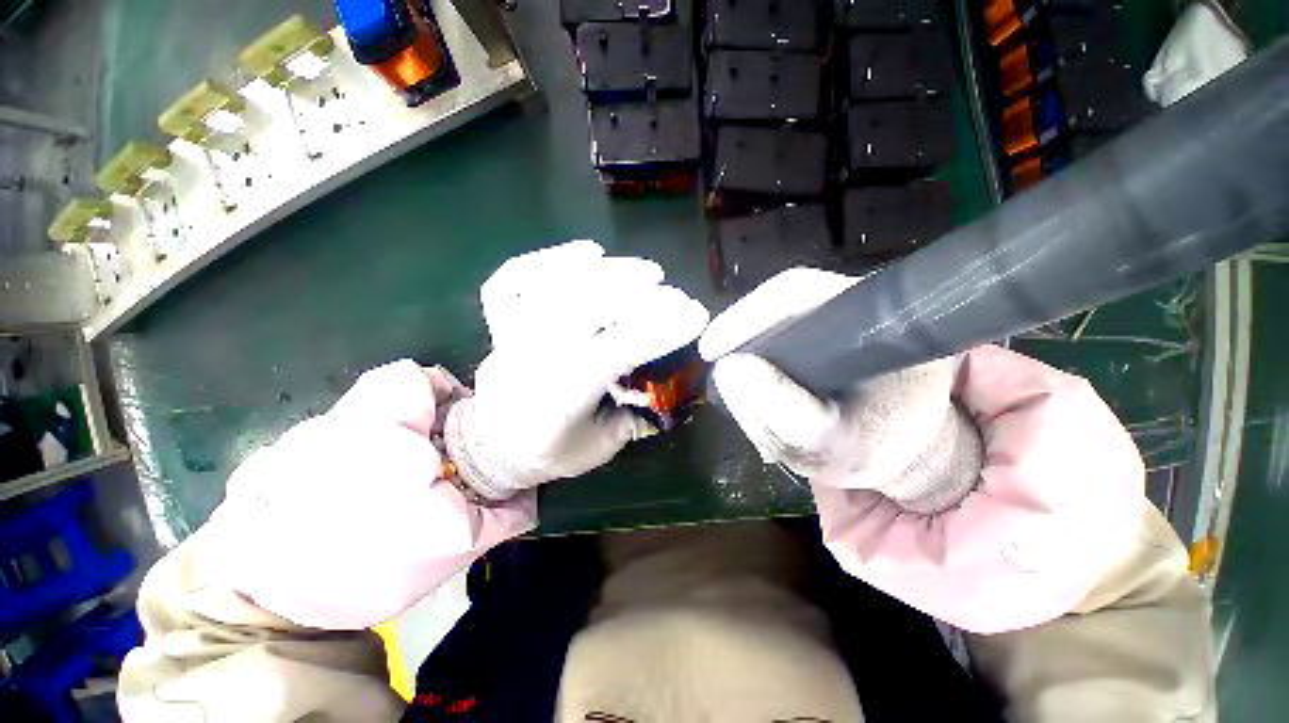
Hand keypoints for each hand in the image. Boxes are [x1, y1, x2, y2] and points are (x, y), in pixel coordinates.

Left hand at [207, 360, 533, 629]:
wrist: (279, 616)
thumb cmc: (376, 575)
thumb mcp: (457, 549)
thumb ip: (504, 513)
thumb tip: (534, 490)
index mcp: (386, 445)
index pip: (411, 379)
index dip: (438, 389)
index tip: (451, 418)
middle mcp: (334, 432)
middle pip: (383, 394)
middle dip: (411, 418)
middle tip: (423, 457)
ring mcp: (291, 443)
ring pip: (350, 415)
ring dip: (374, 436)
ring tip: (380, 479)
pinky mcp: (265, 459)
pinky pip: (315, 435)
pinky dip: (336, 450)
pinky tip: (340, 487)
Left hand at [446, 241, 708, 499]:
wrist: (491, 447)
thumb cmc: (547, 453)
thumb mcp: (598, 449)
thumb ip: (631, 419)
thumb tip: (663, 385)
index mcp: (560, 397)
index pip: (617, 351)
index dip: (660, 330)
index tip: (696, 316)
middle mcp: (533, 358)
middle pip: (586, 308)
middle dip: (637, 293)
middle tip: (672, 291)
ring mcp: (512, 334)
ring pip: (555, 286)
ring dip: (604, 271)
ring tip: (643, 270)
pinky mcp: (501, 322)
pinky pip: (513, 279)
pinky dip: (547, 258)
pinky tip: (585, 253)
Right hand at [702, 268, 1146, 632]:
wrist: (916, 452)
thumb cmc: (892, 446)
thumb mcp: (842, 444)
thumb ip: (787, 413)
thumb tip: (728, 369)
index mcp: (867, 312)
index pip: (791, 292)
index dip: (743, 316)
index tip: (710, 348)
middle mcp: (842, 311)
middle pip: (770, 321)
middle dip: (746, 363)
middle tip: (740, 403)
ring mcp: (825, 330)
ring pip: (765, 345)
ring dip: (752, 385)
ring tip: (764, 424)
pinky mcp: (811, 351)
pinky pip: (769, 364)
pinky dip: (759, 393)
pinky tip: (768, 418)